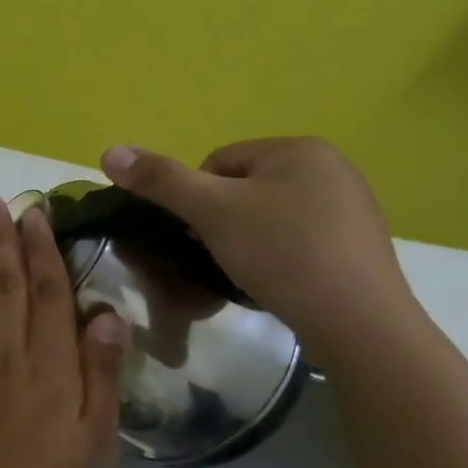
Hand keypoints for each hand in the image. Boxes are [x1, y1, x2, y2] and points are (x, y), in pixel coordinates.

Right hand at [100, 137, 418, 353]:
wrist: (356, 320)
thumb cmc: (280, 252)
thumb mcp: (211, 211)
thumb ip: (160, 180)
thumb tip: (108, 151)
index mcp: (298, 148)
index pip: (218, 162)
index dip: (196, 200)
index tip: (200, 235)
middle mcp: (331, 166)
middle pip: (243, 188)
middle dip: (222, 221)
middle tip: (219, 256)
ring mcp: (351, 205)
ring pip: (269, 215)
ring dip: (248, 239)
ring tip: (247, 272)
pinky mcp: (358, 242)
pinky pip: (298, 238)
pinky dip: (279, 255)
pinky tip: (278, 280)